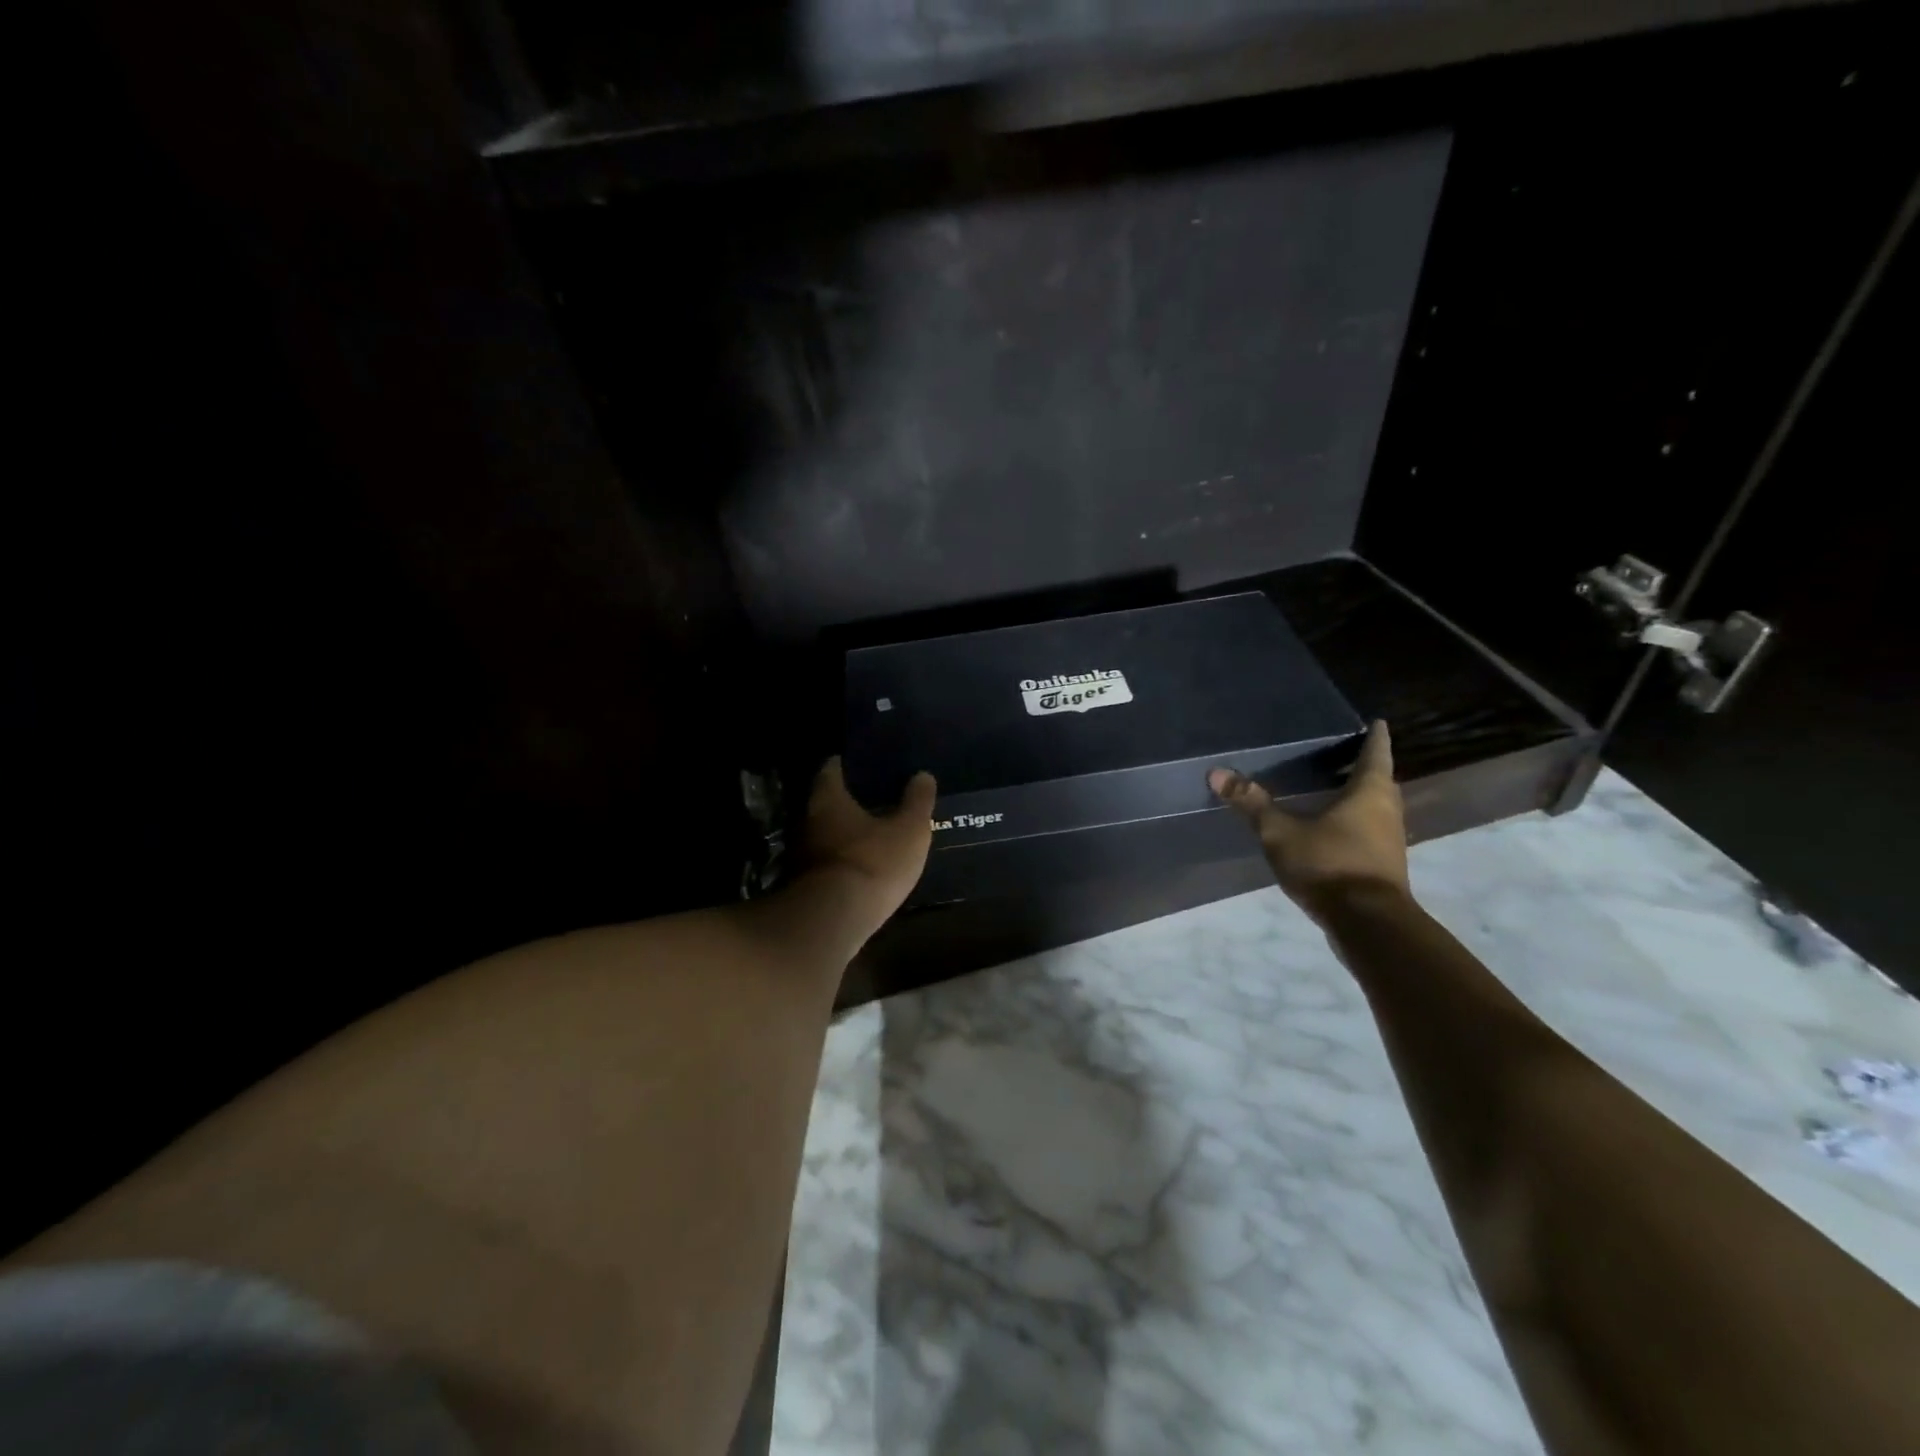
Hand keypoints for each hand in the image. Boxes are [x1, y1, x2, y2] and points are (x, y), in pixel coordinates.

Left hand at [794, 757, 936, 946]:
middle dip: (846, 800)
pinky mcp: (803, 885)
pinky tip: (861, 866)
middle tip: (873, 798)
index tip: (862, 763)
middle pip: (824, 801)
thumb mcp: (909, 830)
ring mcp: (800, 854)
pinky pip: (825, 862)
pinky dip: (840, 860)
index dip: (846, 764)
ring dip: (842, 833)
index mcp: (828, 798)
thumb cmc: (872, 862)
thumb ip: (917, 802)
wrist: (832, 921)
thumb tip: (923, 775)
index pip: (831, 769)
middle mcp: (807, 820)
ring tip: (871, 832)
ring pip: (823, 833)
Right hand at [1209, 720, 1409, 923]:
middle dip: (1366, 767)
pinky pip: (1371, 833)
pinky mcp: (1383, 867)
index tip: (1376, 722)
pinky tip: (1333, 829)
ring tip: (1334, 788)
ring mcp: (1389, 842)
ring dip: (1362, 797)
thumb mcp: (1280, 832)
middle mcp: (1387, 811)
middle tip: (1345, 753)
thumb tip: (1216, 772)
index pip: (1376, 753)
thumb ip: (1251, 803)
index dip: (1375, 736)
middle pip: (1380, 781)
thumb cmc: (1329, 865)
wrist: (1368, 924)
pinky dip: (1357, 824)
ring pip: (1378, 808)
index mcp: (1370, 792)